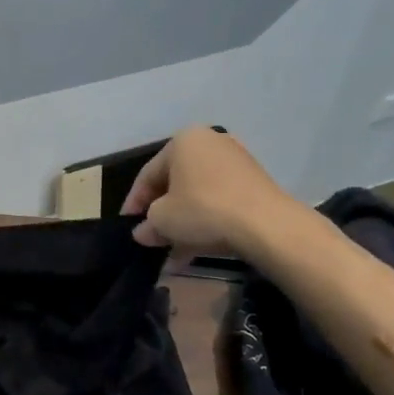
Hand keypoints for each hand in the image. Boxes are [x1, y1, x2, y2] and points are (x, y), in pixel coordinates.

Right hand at [120, 128, 306, 253]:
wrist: (265, 224)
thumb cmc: (203, 210)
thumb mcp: (163, 220)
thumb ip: (148, 224)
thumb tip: (143, 232)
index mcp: (183, 141)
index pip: (148, 174)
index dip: (134, 202)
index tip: (127, 224)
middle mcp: (209, 143)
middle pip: (175, 183)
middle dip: (162, 214)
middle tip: (151, 238)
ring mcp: (235, 162)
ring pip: (197, 195)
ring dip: (183, 224)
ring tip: (172, 253)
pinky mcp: (254, 183)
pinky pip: (219, 201)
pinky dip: (205, 222)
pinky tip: (195, 249)